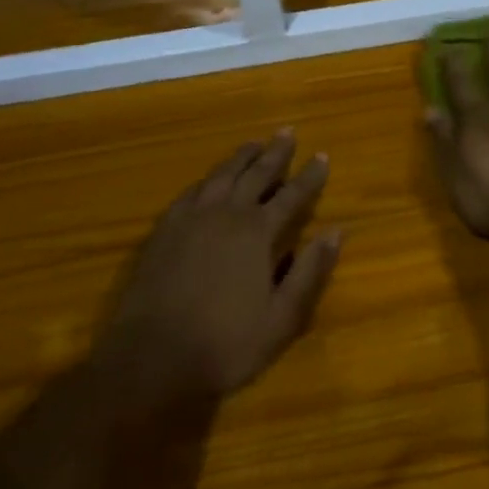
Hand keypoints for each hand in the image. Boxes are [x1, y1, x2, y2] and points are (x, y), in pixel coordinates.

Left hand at [106, 131, 340, 401]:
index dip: (310, 176)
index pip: (292, 195)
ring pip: (223, 175)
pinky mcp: (165, 229)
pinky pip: (192, 191)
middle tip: (288, 131)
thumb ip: (310, 272)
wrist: (152, 357)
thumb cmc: (225, 343)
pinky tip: (211, 178)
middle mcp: (227, 213)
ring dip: (242, 157)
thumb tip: (336, 232)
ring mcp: (192, 218)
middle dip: (276, 153)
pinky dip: (208, 178)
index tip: (323, 155)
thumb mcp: (282, 318)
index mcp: (258, 232)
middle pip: (256, 173)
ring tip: (254, 143)